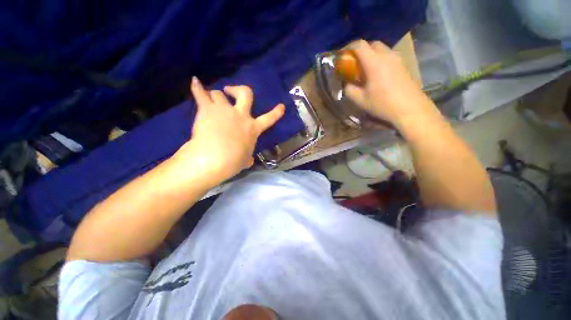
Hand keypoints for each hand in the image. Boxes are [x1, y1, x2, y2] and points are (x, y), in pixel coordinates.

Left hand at [175, 77, 283, 182]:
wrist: (214, 158)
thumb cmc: (233, 161)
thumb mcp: (245, 161)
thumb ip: (248, 158)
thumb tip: (249, 160)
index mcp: (252, 128)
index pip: (269, 119)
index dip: (276, 112)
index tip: (281, 106)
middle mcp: (240, 115)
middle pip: (245, 93)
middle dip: (240, 89)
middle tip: (232, 92)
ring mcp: (224, 110)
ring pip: (219, 93)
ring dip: (217, 96)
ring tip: (212, 101)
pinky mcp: (207, 109)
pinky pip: (200, 93)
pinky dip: (197, 87)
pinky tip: (195, 82)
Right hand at [344, 40, 438, 128]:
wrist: (410, 108)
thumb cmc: (383, 104)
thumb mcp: (360, 100)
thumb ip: (349, 90)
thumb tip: (346, 84)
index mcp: (374, 62)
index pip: (359, 45)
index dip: (348, 48)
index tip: (342, 56)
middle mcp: (387, 55)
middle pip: (372, 44)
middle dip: (360, 50)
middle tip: (354, 64)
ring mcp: (397, 58)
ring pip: (381, 49)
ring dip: (371, 55)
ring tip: (365, 70)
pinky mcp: (403, 64)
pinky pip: (388, 56)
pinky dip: (379, 59)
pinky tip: (377, 74)